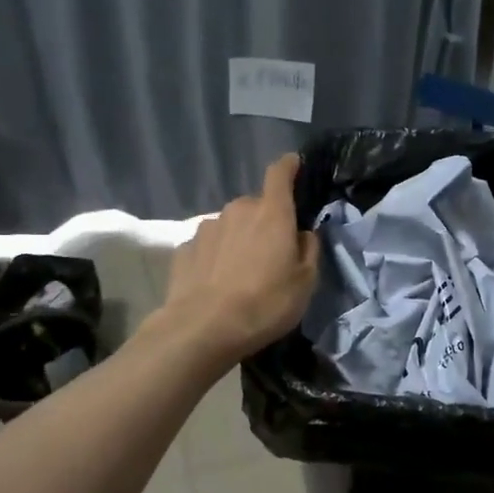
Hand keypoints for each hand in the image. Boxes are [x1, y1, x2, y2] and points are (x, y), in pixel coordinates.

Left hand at [155, 153, 319, 369]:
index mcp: (272, 213)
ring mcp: (206, 228)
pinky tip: (216, 283)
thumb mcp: (305, 283)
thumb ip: (309, 251)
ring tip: (241, 273)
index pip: (280, 173)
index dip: (289, 166)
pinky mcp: (184, 249)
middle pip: (255, 206)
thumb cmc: (265, 303)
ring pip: (230, 225)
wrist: (204, 328)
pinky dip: (215, 257)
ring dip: (238, 239)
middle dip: (264, 221)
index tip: (294, 164)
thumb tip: (303, 234)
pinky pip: (208, 246)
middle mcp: (237, 210)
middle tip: (271, 253)